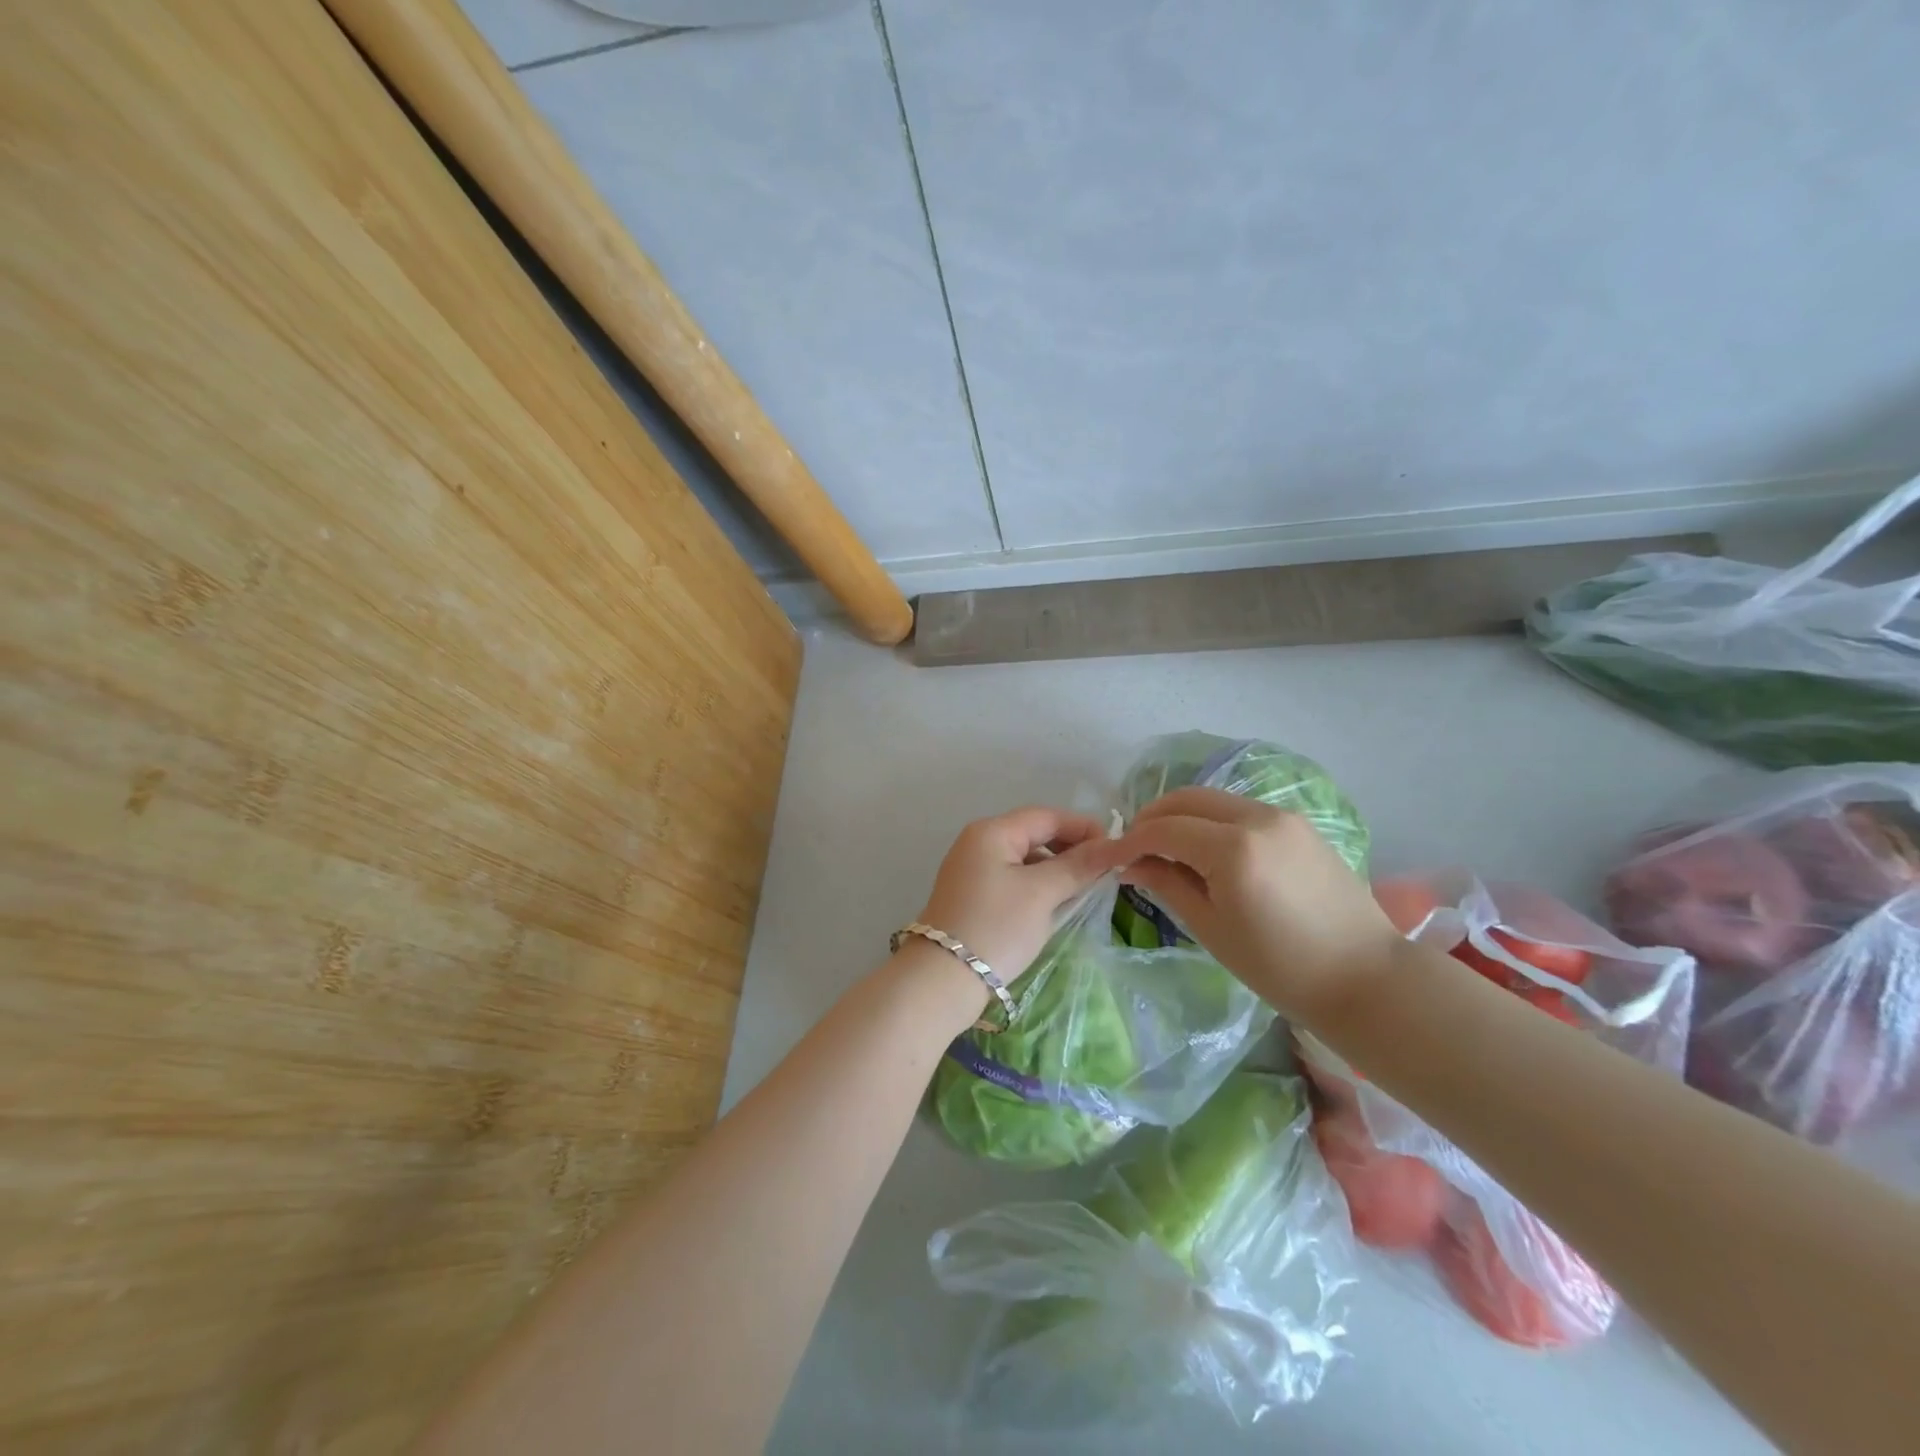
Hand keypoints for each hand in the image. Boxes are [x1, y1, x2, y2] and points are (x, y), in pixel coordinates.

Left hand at [913, 806, 1121, 997]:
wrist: (942, 980)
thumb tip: (1114, 846)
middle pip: (1034, 834)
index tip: (1116, 850)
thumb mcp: (1042, 893)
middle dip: (1071, 849)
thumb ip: (1078, 866)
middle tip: (1104, 872)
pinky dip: (1038, 886)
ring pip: (1025, 858)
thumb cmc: (996, 927)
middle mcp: (978, 843)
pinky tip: (1055, 904)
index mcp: (991, 832)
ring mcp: (972, 870)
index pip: (1046, 817)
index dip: (1084, 828)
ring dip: (1056, 869)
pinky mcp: (972, 896)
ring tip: (1085, 890)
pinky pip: (1013, 879)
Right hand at [1111, 786, 1400, 1023]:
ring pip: (1213, 799)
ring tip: (1165, 847)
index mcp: (1232, 848)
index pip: (1164, 829)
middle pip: (1186, 799)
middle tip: (1133, 848)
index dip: (1130, 841)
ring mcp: (1282, 816)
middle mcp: (1256, 818)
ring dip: (1181, 815)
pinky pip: (1240, 809)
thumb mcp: (1212, 929)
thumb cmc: (1280, 967)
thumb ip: (1168, 884)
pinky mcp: (1298, 824)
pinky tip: (1205, 848)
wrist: (1365, 978)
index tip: (1109, 858)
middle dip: (1152, 818)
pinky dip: (1212, 820)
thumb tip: (1131, 864)